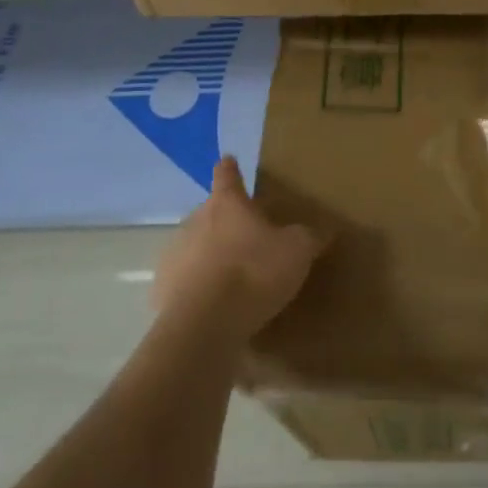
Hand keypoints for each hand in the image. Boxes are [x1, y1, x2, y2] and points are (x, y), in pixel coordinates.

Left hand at [153, 157, 327, 340]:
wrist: (204, 325)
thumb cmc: (253, 274)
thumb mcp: (296, 252)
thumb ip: (309, 236)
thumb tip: (324, 229)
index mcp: (227, 203)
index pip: (227, 174)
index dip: (231, 168)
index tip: (230, 161)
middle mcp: (195, 219)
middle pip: (211, 211)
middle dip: (226, 221)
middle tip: (247, 237)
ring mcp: (174, 253)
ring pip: (195, 245)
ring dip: (210, 254)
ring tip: (231, 277)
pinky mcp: (162, 287)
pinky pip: (183, 280)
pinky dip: (196, 286)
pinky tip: (212, 305)